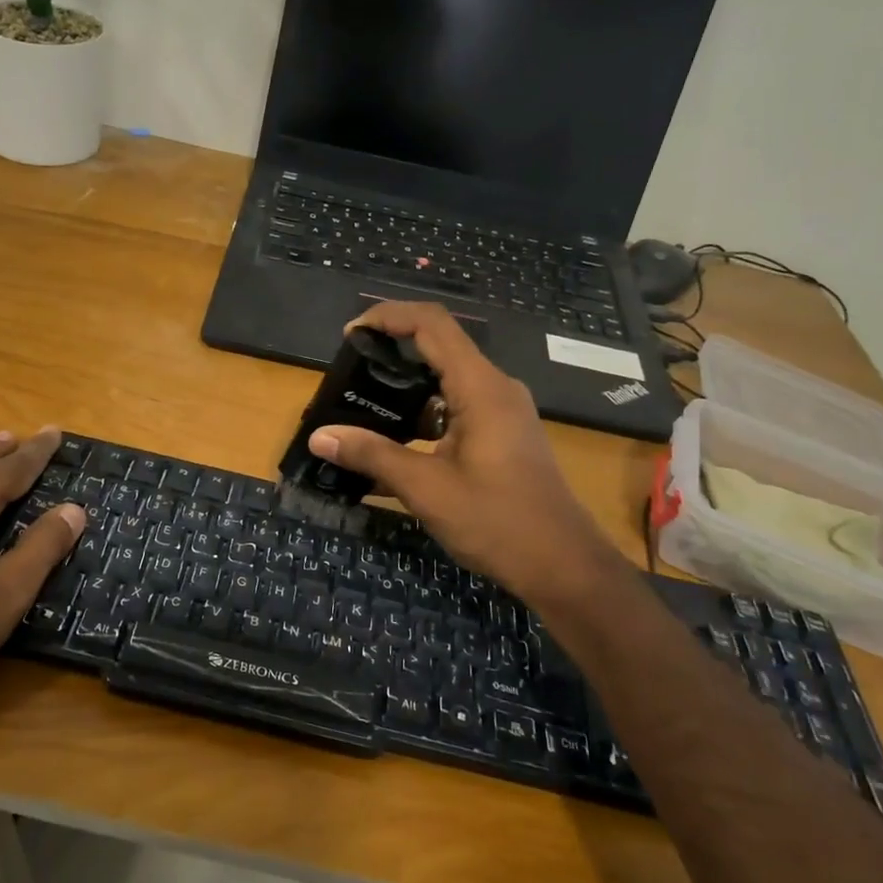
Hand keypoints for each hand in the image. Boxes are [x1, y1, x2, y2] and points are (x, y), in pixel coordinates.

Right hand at [308, 303, 613, 607]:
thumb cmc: (497, 521)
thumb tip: (319, 436)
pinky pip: (455, 410)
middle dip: (390, 353)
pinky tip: (391, 448)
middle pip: (437, 348)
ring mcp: (501, 413)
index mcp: (480, 387)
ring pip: (445, 383)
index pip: (431, 324)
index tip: (350, 335)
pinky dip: (421, 418)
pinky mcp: (501, 436)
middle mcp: (494, 389)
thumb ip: (372, 456)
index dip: (388, 316)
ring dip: (404, 390)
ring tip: (361, 408)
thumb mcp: (426, 488)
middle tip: (349, 374)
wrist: (563, 566)